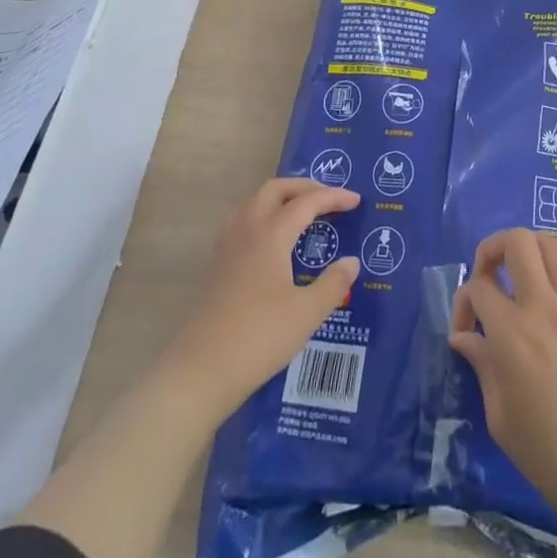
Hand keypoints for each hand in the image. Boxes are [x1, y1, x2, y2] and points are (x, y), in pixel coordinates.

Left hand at [161, 178, 361, 416]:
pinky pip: (243, 220)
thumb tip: (351, 262)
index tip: (356, 200)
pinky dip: (264, 215)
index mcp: (270, 234)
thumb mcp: (307, 313)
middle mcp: (247, 229)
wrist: (201, 370)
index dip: (333, 197)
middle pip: (276, 189)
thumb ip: (333, 283)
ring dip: (281, 198)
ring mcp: (227, 246)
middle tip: (329, 198)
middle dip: (304, 187)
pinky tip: (273, 240)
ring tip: (301, 212)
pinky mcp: (217, 264)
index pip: (307, 202)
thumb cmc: (259, 338)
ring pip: (255, 202)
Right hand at [448, 228, 556, 522]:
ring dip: (532, 250)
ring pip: (554, 246)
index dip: (463, 302)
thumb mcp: (499, 416)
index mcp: (511, 334)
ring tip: (523, 273)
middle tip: (489, 275)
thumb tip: (464, 337)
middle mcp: (543, 308)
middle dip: (494, 248)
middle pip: (517, 242)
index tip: (466, 332)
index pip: (478, 287)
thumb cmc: (546, 452)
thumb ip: (482, 365)